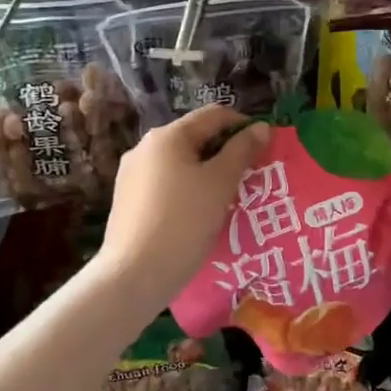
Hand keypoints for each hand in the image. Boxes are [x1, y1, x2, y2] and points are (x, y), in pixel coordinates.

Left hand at [101, 104, 270, 301]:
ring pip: (180, 161)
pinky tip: (197, 213)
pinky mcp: (126, 199)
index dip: (244, 125)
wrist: (134, 274)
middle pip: (195, 137)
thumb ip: (242, 150)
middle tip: (249, 176)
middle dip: (225, 151)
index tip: (264, 149)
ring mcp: (131, 173)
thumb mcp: (220, 183)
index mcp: (168, 136)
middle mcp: (145, 147)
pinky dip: (186, 188)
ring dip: (206, 171)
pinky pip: (165, 182)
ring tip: (227, 197)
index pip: (214, 115)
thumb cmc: (184, 222)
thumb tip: (261, 127)